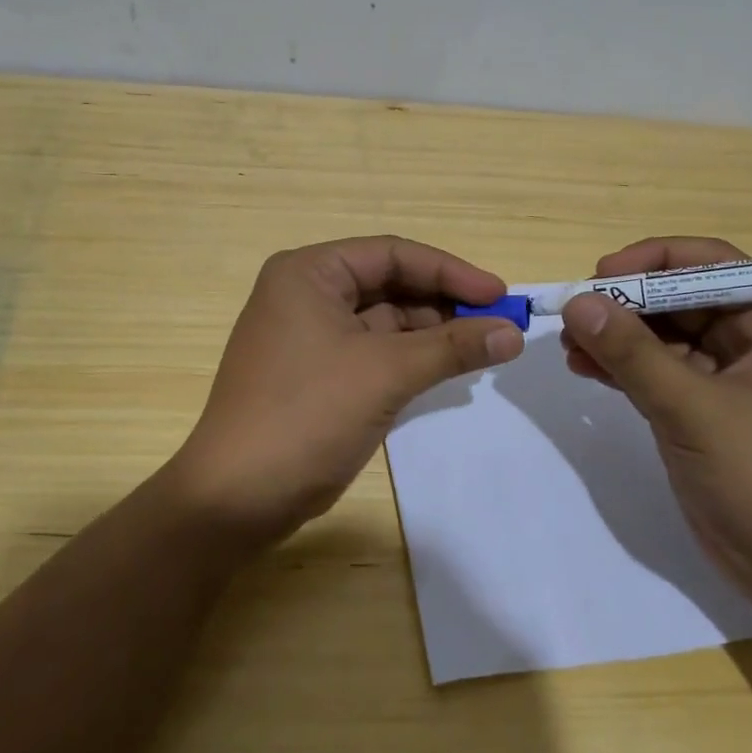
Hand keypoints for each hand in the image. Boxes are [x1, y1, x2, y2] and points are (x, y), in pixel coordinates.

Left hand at [167, 236, 523, 548]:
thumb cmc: (307, 415)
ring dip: (432, 334)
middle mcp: (305, 294)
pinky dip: (410, 360)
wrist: (237, 498)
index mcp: (309, 273)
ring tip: (483, 349)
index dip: (451, 271)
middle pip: (389, 285)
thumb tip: (514, 332)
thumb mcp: (385, 373)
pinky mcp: (316, 374)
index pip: (393, 254)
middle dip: (444, 304)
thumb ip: (452, 346)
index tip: (501, 296)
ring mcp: (308, 336)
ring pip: (384, 322)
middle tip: (498, 326)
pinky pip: (373, 353)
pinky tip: (448, 370)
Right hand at [559, 236, 751, 614]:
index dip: (652, 261)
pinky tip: (584, 368)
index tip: (599, 276)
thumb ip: (634, 354)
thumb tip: (578, 302)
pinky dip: (621, 368)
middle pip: (680, 299)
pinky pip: (656, 372)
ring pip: (663, 337)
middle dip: (625, 304)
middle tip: (573, 314)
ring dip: (616, 337)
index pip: (710, 265)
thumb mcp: (694, 409)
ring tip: (569, 346)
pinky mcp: (703, 412)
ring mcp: (726, 378)